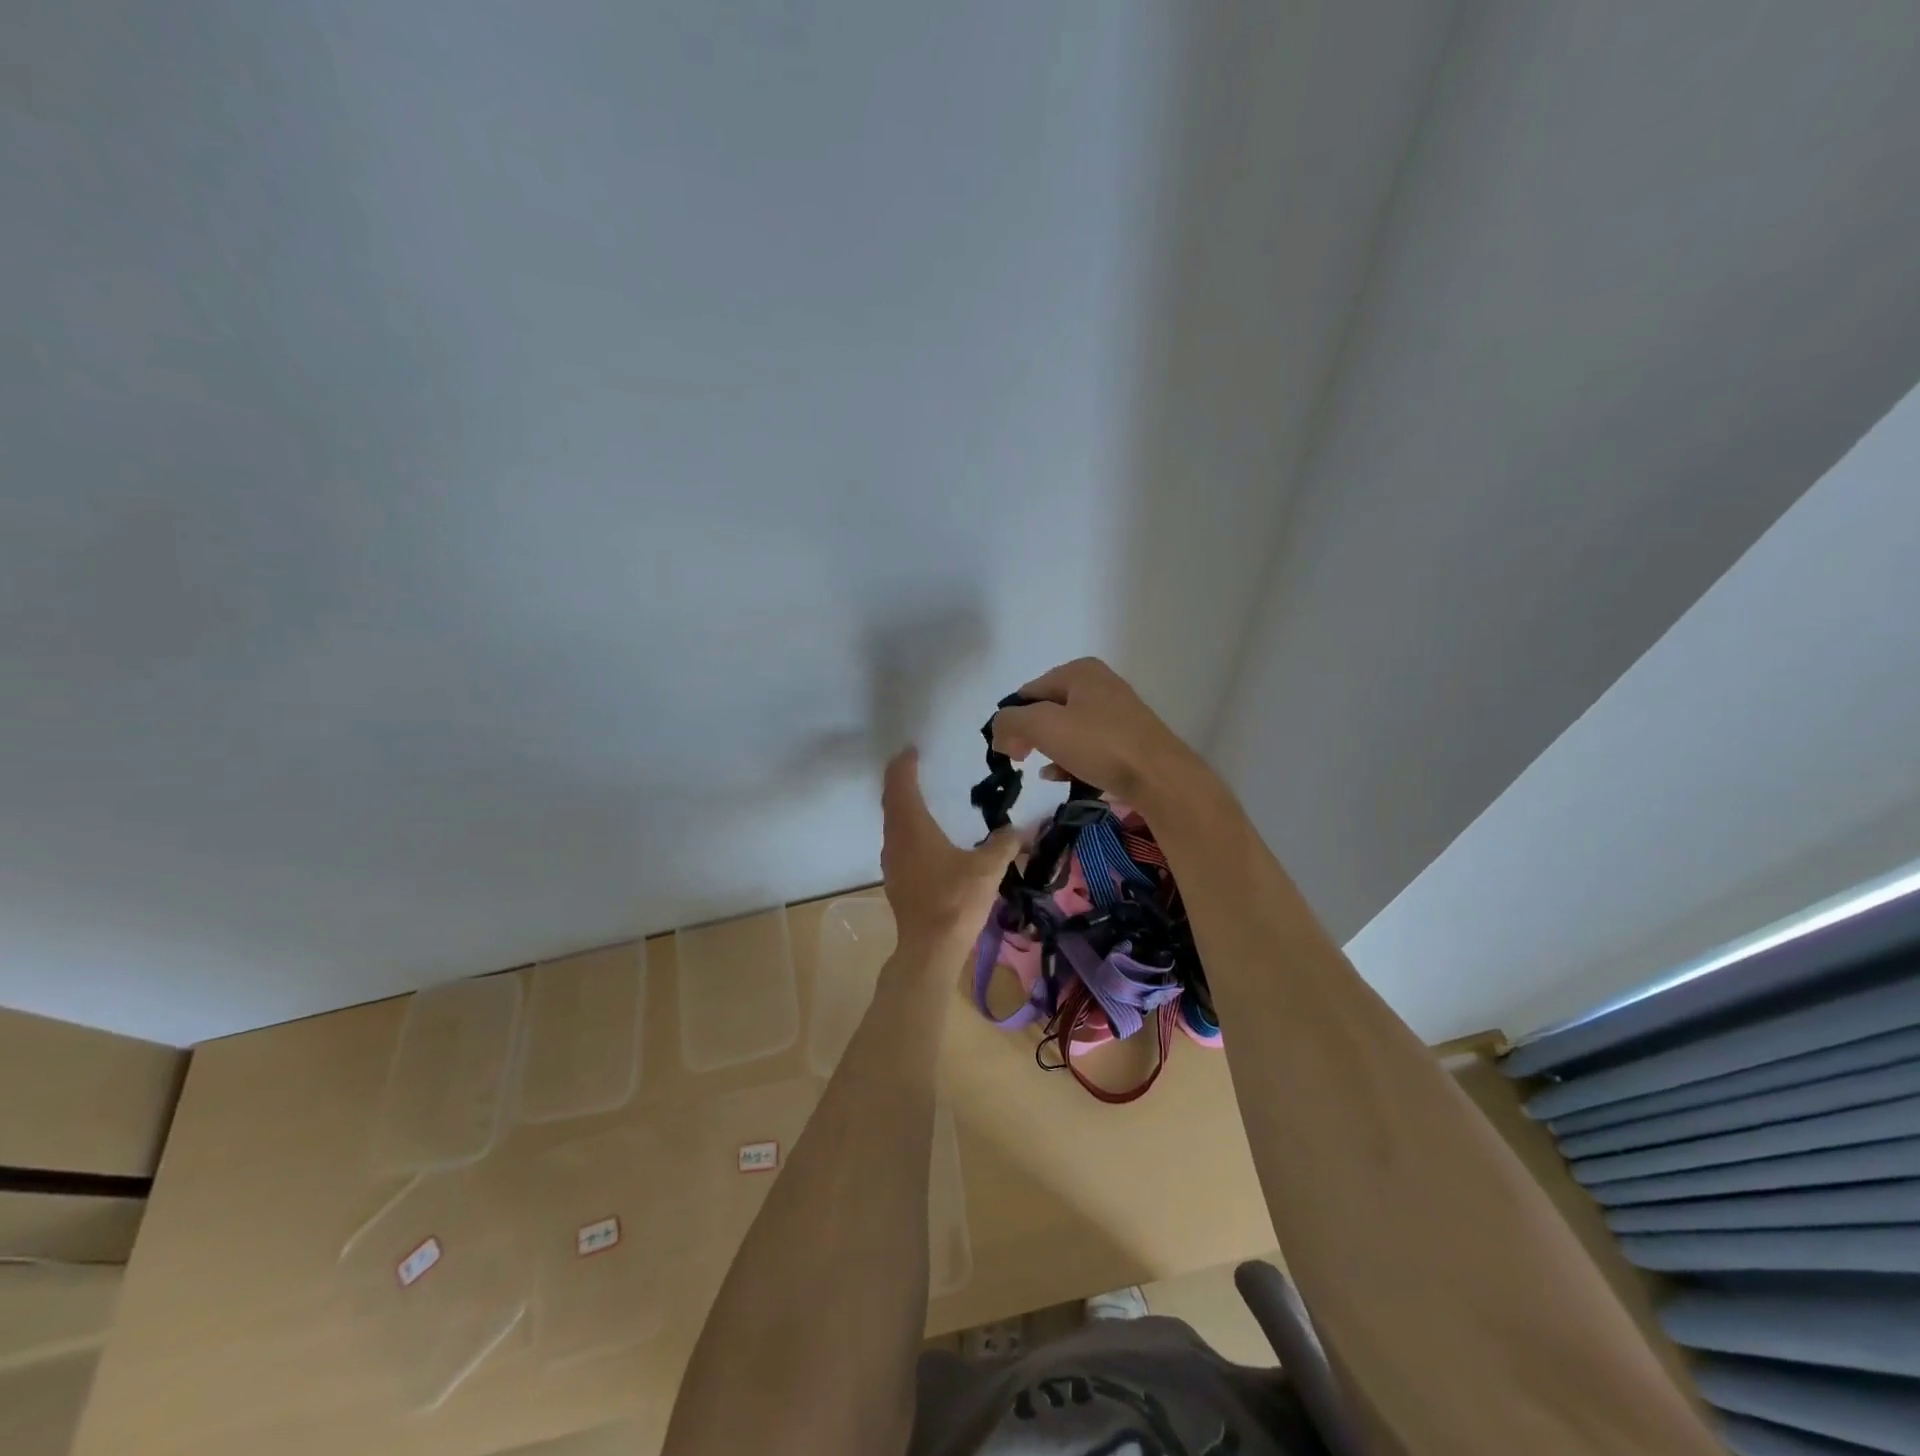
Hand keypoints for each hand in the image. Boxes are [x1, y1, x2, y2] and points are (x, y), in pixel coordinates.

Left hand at [881, 748, 1019, 954]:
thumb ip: (1005, 844)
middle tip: (912, 766)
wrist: (930, 949)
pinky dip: (906, 828)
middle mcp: (896, 840)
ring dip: (901, 806)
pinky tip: (923, 838)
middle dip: (900, 782)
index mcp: (913, 828)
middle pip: (892, 802)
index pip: (902, 786)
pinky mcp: (896, 881)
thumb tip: (1023, 828)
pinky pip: (898, 842)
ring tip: (918, 797)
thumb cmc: (956, 901)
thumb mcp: (988, 869)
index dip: (904, 766)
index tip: (910, 751)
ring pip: (892, 824)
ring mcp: (892, 863)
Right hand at [991, 658, 1200, 806]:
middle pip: (1048, 710)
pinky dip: (1072, 759)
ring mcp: (1117, 711)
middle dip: (1032, 736)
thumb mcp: (1043, 726)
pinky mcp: (1128, 739)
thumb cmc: (1100, 744)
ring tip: (1049, 771)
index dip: (1012, 721)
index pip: (1028, 692)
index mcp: (1080, 670)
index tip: (1009, 752)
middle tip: (1024, 760)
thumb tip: (1000, 733)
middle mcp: (1100, 684)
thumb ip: (1010, 722)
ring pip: (1068, 730)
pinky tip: (1065, 777)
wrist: (1161, 777)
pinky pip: (1088, 746)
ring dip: (1050, 750)